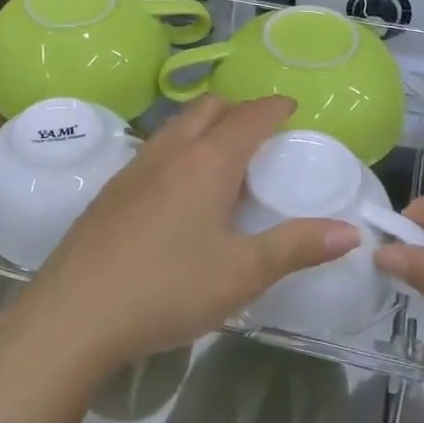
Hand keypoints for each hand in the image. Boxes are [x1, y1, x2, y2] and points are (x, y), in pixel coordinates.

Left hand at [9, 96, 358, 383]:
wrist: (73, 315)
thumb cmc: (167, 289)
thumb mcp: (241, 273)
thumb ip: (296, 247)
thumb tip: (350, 233)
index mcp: (207, 162)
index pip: (249, 116)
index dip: (274, 107)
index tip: (292, 109)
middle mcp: (169, 152)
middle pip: (208, 107)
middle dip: (238, 110)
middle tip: (261, 137)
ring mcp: (134, 168)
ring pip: (176, 126)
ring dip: (204, 127)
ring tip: (223, 164)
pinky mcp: (110, 190)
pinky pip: (154, 150)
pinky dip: (178, 151)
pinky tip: (179, 194)